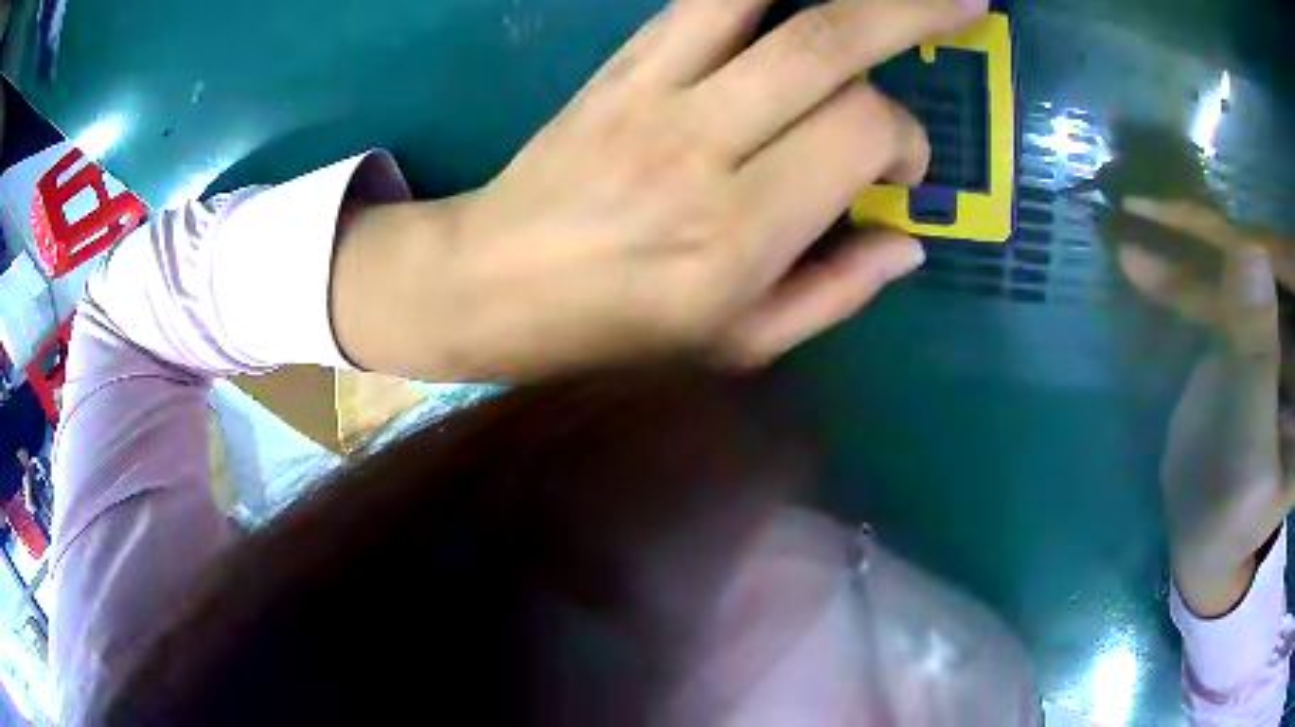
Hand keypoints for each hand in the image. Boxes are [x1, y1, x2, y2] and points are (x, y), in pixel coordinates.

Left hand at [332, 0, 987, 379]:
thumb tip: (910, 242)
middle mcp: (701, 144)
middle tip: (968, 2)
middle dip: (912, 11)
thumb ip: (837, 293)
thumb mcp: (738, 344)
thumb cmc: (616, 328)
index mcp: (739, 231)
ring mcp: (652, 91)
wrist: (492, 281)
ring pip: (762, 0)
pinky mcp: (620, 65)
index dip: (904, 140)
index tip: (900, 168)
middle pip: (827, 44)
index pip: (862, 133)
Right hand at [1117, 198, 1294, 614]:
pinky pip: (1212, 289)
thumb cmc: (1233, 515)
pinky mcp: (1240, 333)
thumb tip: (1249, 250)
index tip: (1227, 215)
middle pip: (1263, 258)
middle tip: (1162, 201)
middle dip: (1216, 227)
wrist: (1205, 536)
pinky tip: (1139, 260)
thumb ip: (1258, 356)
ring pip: (1234, 265)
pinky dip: (1176, 274)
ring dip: (1187, 243)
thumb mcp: (1251, 449)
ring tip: (1138, 215)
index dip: (1269, 241)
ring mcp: (1266, 328)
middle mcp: (1292, 335)